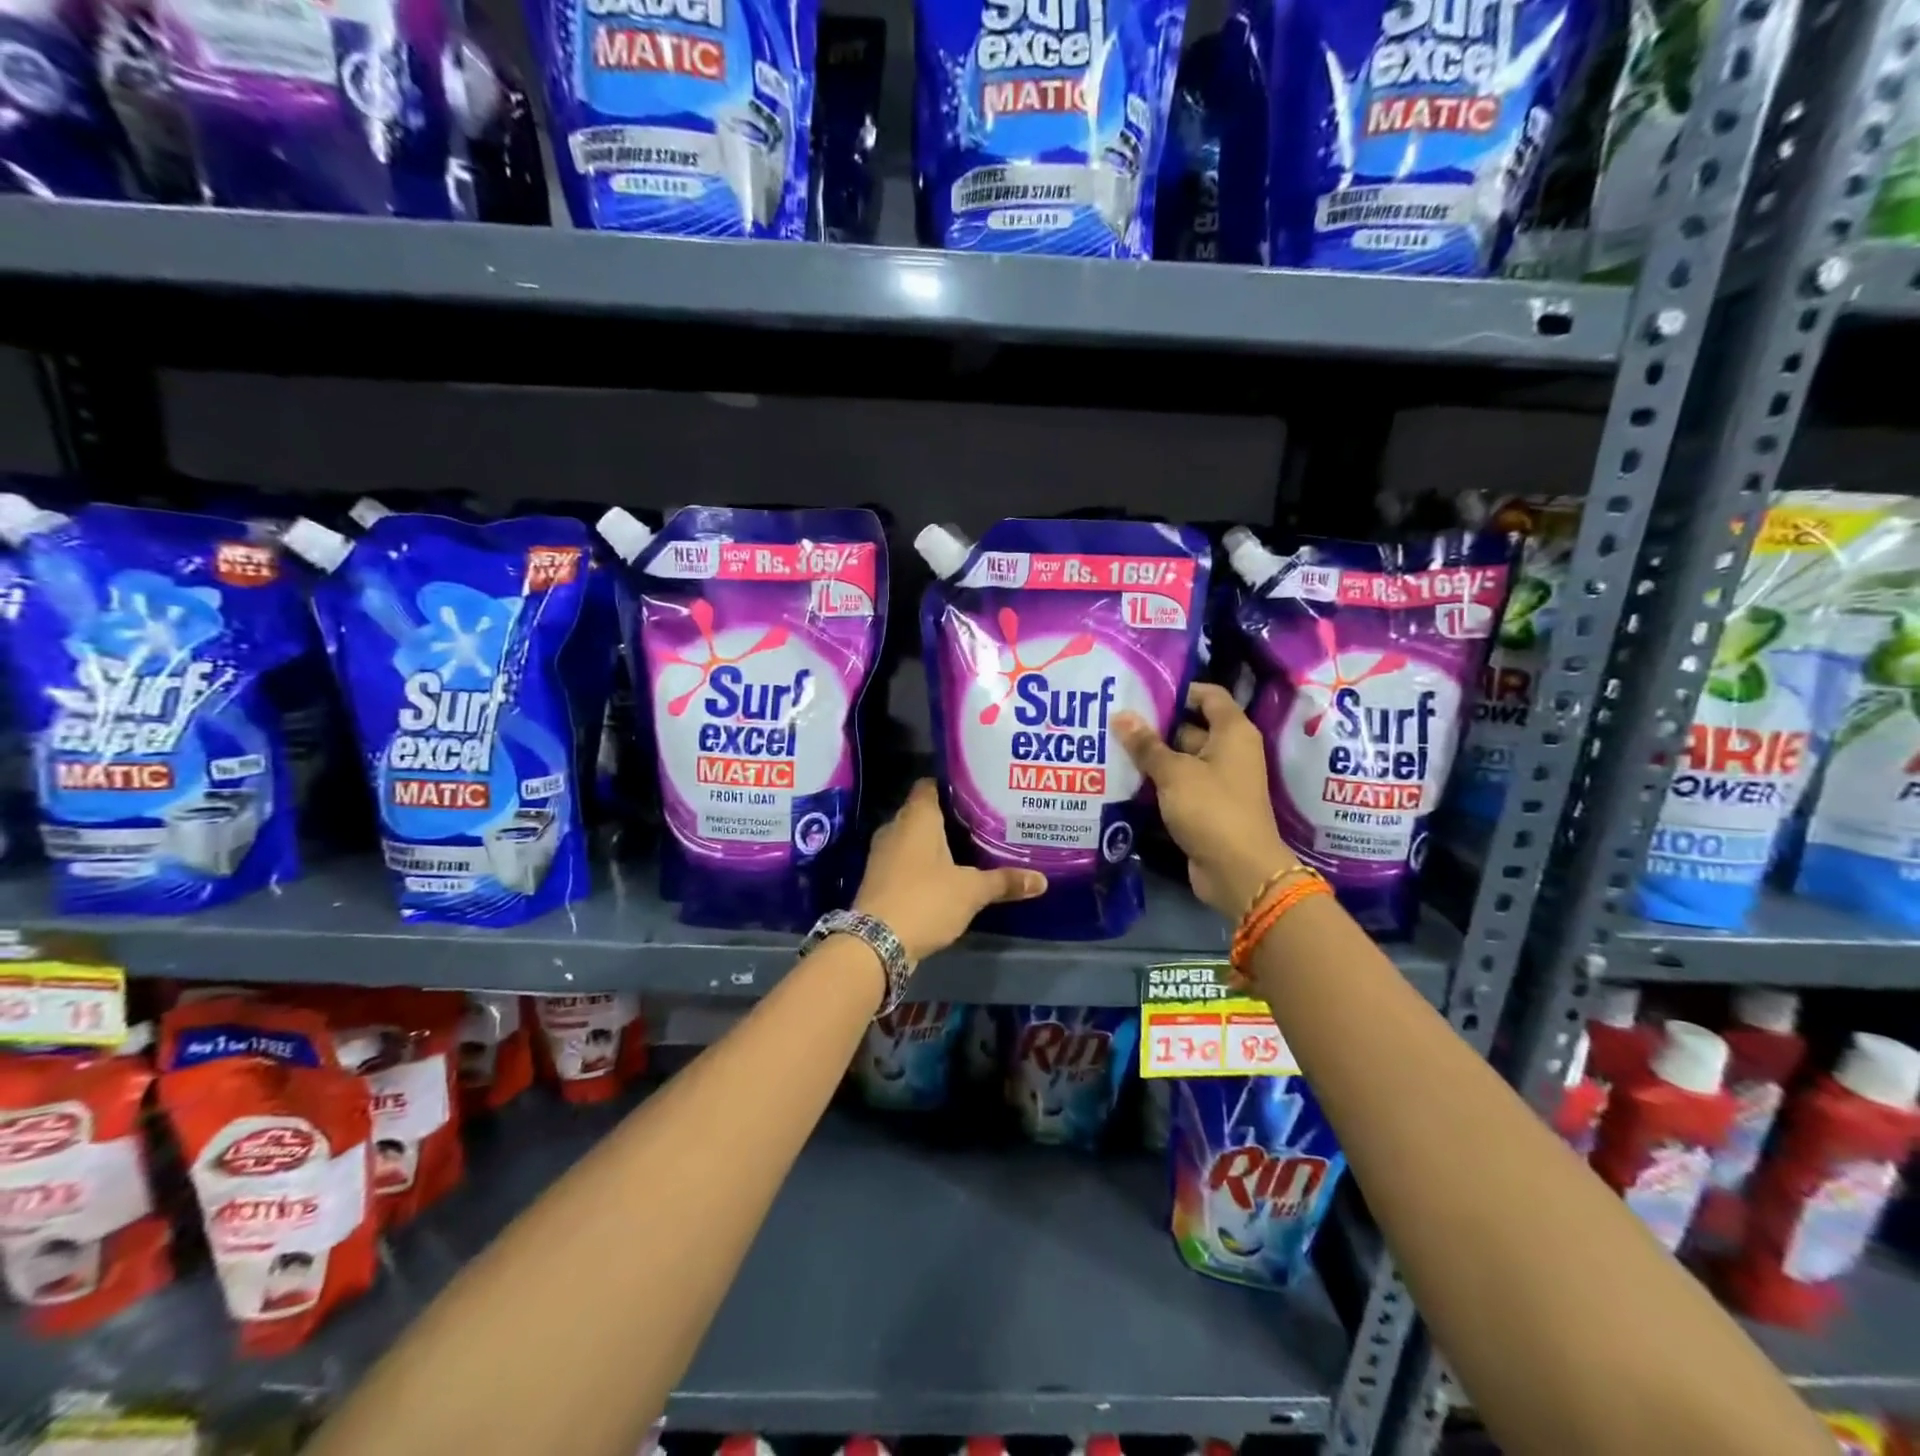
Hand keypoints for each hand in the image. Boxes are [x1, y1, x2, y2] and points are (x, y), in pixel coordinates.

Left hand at [853, 779, 1046, 963]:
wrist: (876, 942)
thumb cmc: (926, 900)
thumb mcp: (971, 891)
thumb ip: (1004, 882)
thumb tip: (1042, 880)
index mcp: (917, 817)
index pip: (930, 785)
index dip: (951, 785)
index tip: (976, 790)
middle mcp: (895, 827)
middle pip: (922, 812)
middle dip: (948, 816)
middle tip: (980, 820)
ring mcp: (882, 854)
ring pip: (912, 838)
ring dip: (934, 843)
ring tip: (967, 847)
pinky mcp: (878, 878)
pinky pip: (904, 860)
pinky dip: (922, 864)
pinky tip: (945, 875)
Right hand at [1114, 683, 1297, 920]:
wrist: (1238, 871)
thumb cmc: (1212, 809)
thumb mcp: (1174, 773)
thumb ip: (1146, 745)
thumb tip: (1120, 715)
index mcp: (1232, 732)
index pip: (1208, 695)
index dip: (1178, 690)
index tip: (1142, 691)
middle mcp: (1229, 752)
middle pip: (1189, 727)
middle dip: (1154, 726)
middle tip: (1113, 720)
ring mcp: (1217, 781)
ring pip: (1180, 760)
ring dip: (1150, 757)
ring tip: (1109, 746)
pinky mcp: (1205, 807)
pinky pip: (1178, 786)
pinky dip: (1156, 783)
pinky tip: (1122, 779)